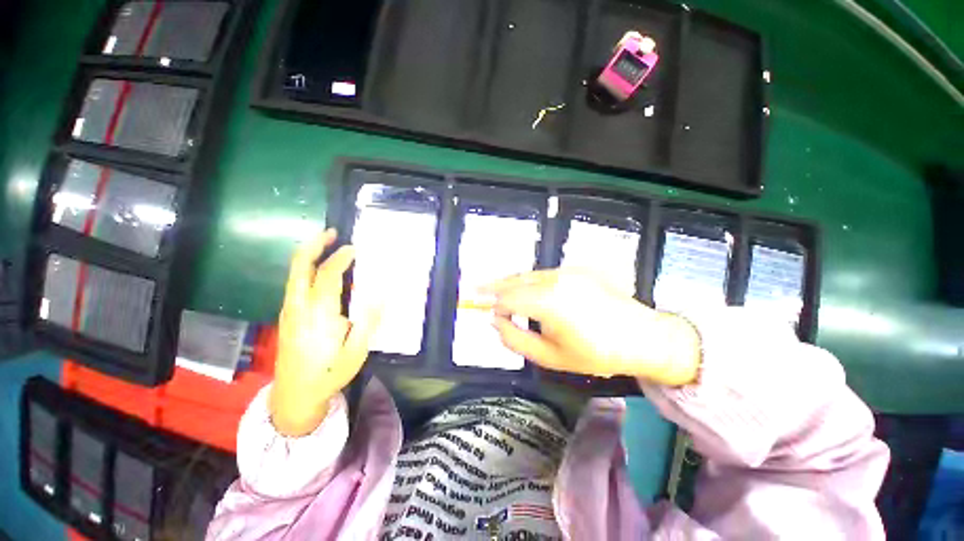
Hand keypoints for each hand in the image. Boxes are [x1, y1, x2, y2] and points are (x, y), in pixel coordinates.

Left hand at [269, 229, 380, 436]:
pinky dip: (307, 268)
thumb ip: (368, 321)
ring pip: (294, 274)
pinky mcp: (287, 316)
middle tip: (331, 232)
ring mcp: (289, 311)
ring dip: (309, 254)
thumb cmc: (329, 373)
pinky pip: (295, 283)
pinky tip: (320, 269)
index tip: (355, 249)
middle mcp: (299, 308)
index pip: (328, 276)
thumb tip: (381, 295)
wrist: (294, 395)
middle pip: (300, 267)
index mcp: (319, 315)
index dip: (341, 258)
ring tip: (327, 243)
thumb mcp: (356, 352)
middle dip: (314, 245)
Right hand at [483, 269, 699, 386]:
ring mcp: (568, 271)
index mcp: (549, 302)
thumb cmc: (596, 353)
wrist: (642, 336)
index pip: (507, 299)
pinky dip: (528, 280)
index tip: (476, 306)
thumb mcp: (551, 357)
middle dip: (493, 286)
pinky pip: (543, 274)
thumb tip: (496, 322)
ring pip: (528, 274)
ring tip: (494, 289)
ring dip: (510, 282)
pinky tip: (523, 289)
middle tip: (474, 289)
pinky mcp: (577, 269)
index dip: (490, 303)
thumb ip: (516, 339)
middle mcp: (555, 279)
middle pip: (515, 280)